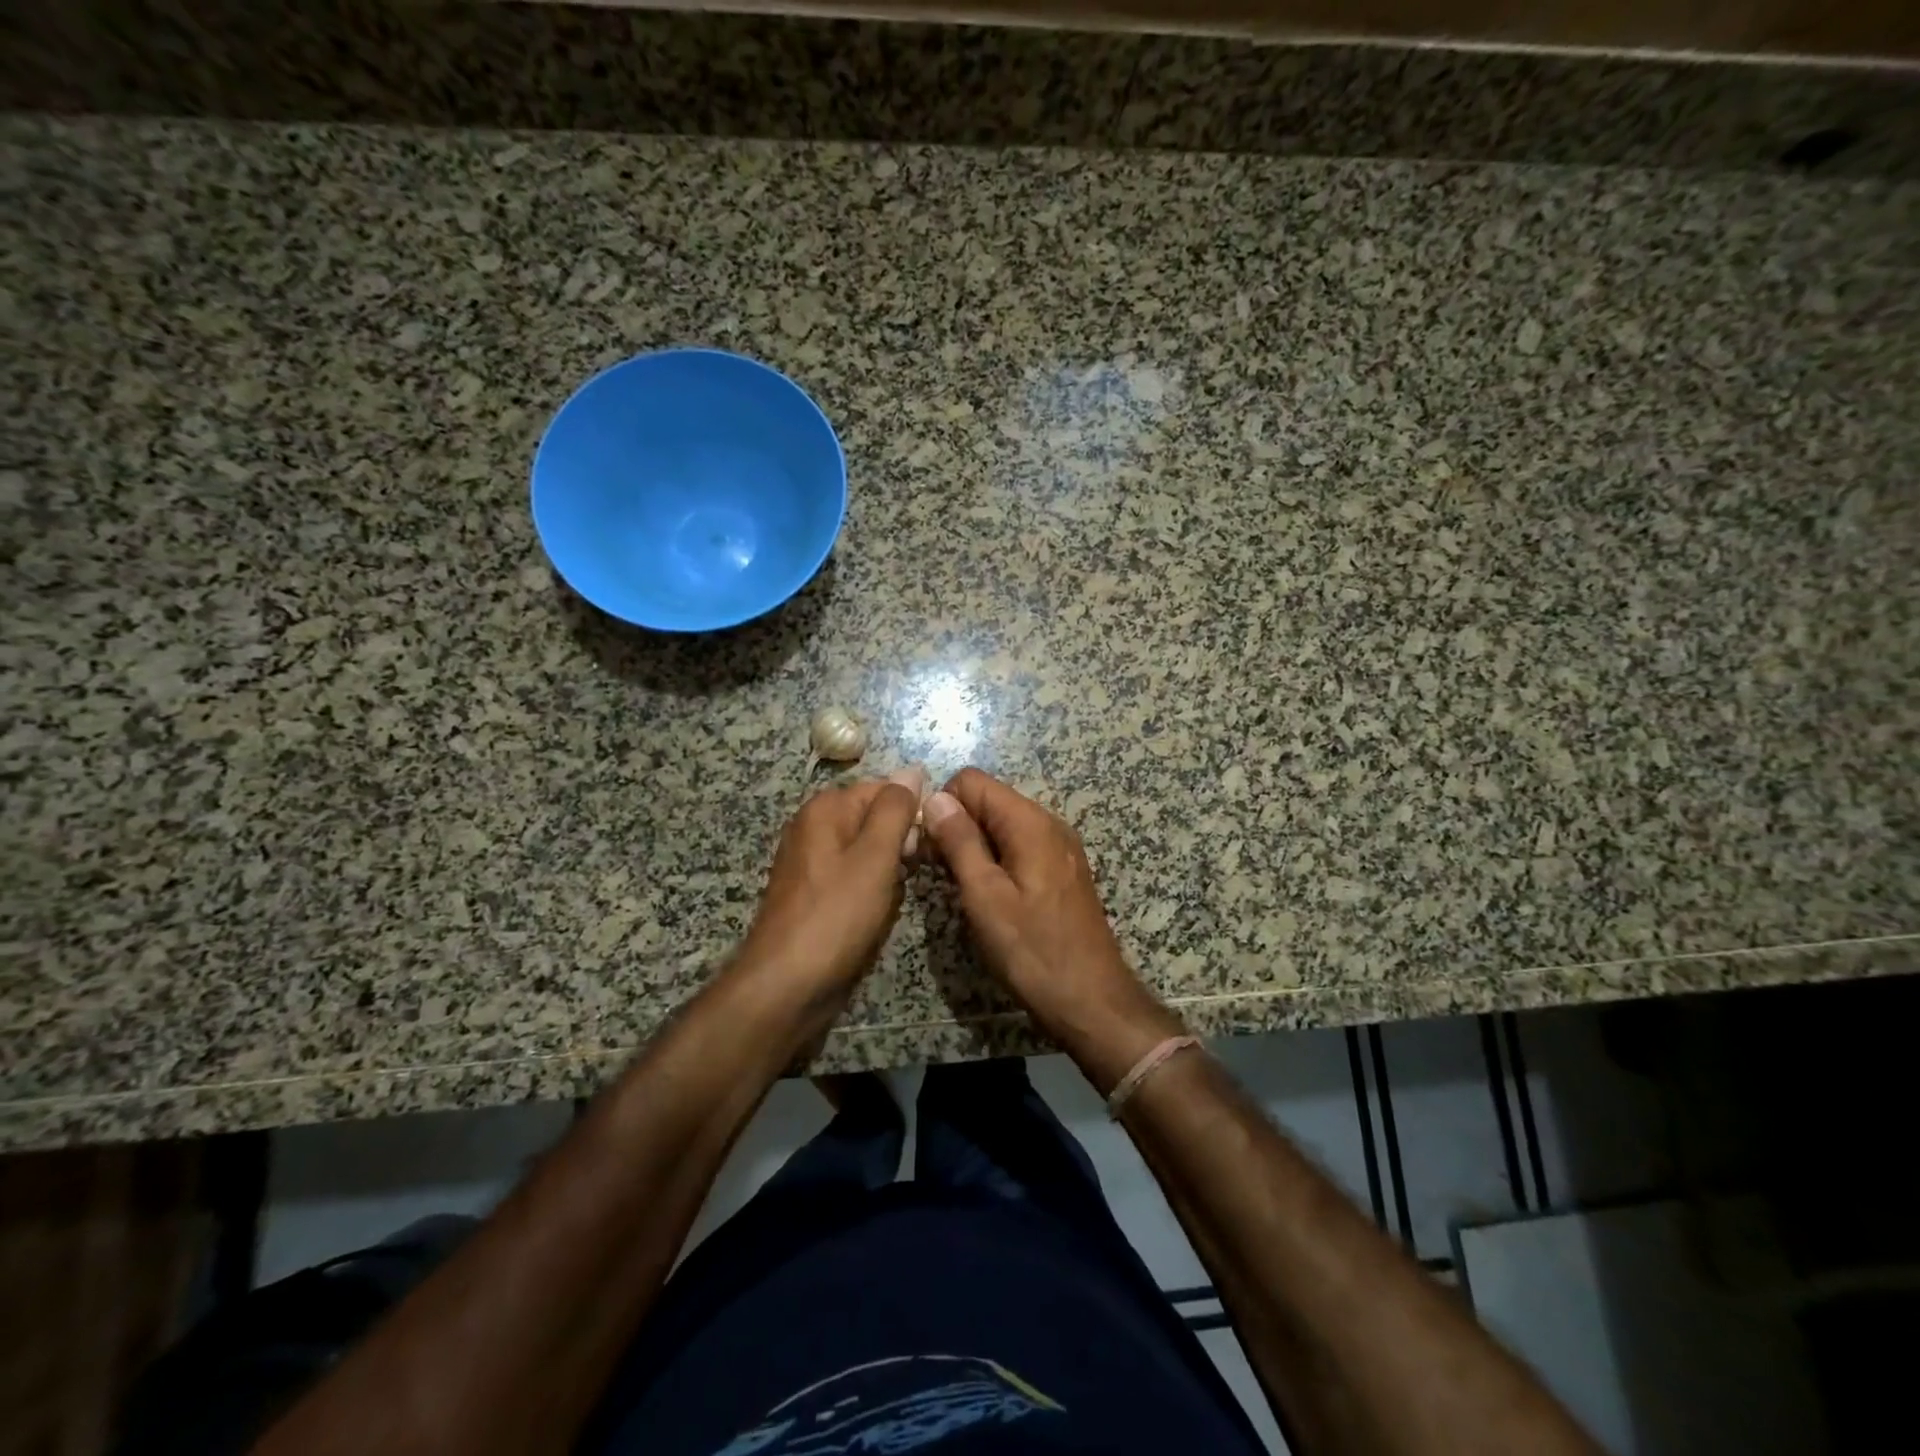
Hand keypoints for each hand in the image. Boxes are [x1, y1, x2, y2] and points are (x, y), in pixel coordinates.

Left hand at [734, 769, 923, 1009]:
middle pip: (875, 819)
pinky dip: (871, 892)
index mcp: (825, 808)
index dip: (911, 814)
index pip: (885, 789)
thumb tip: (912, 769)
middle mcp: (813, 826)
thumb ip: (895, 809)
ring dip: (888, 872)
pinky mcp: (813, 893)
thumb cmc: (835, 916)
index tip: (924, 847)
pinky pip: (854, 879)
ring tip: (890, 899)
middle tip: (907, 876)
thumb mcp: (875, 857)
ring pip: (868, 852)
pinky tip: (874, 914)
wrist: (786, 985)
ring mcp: (810, 861)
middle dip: (900, 845)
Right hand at [922, 769, 1181, 1080]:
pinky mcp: (1060, 870)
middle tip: (941, 873)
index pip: (971, 781)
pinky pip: (1018, 847)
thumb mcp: (985, 896)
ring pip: (1001, 825)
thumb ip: (960, 842)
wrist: (1091, 1000)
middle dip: (957, 826)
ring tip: (963, 889)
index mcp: (1029, 822)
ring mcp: (1058, 847)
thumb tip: (936, 798)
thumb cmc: (1032, 950)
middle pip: (988, 800)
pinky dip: (996, 860)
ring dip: (974, 846)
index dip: (943, 806)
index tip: (930, 847)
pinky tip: (989, 897)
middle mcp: (1048, 823)